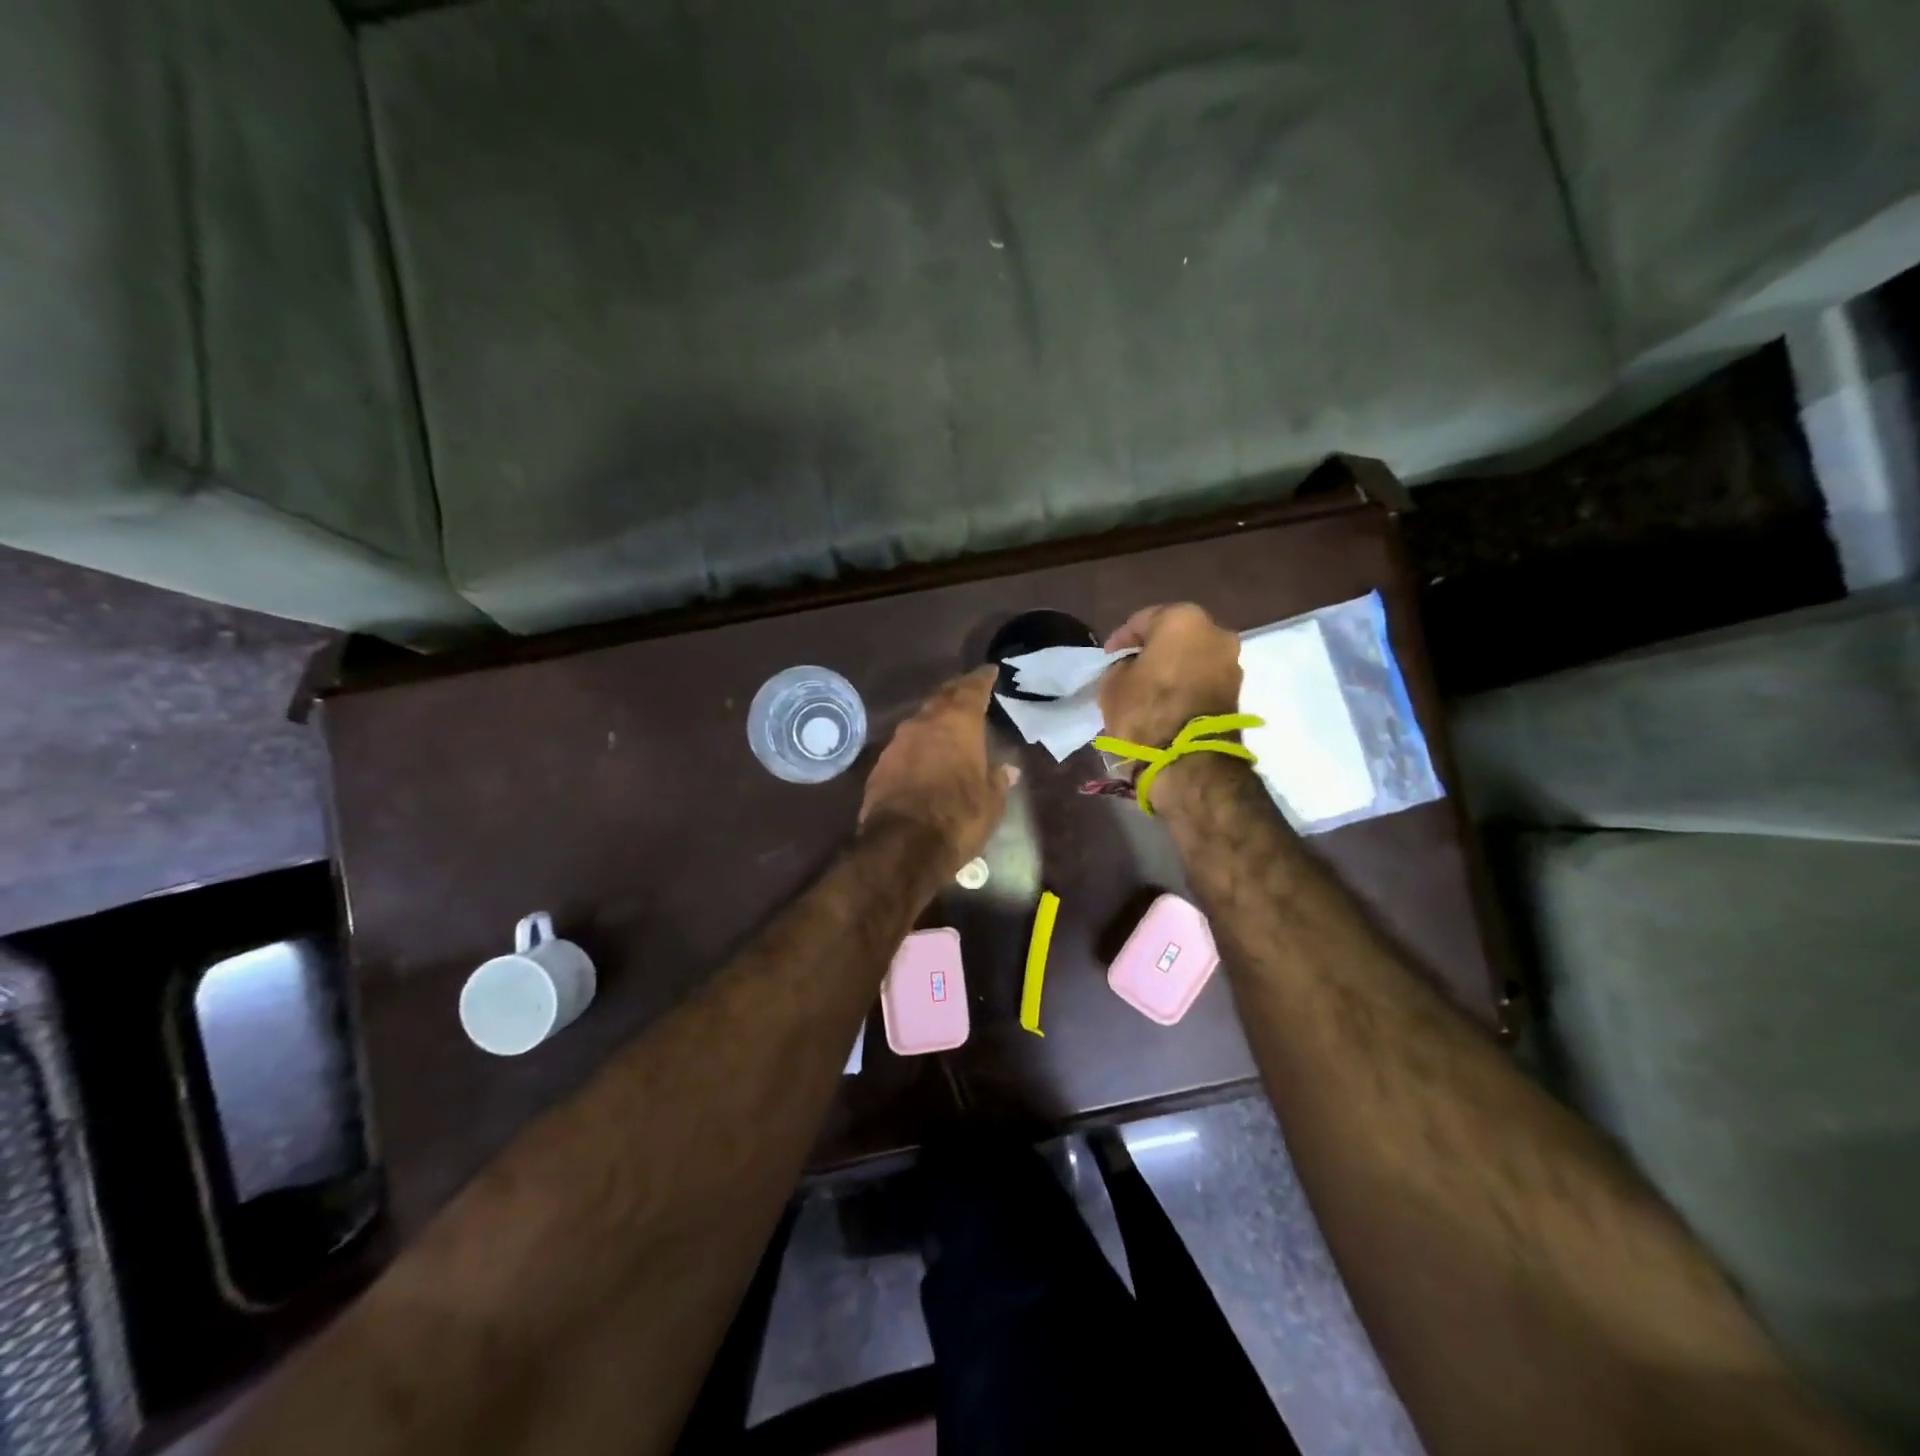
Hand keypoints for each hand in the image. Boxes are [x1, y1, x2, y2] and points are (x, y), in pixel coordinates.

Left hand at [860, 666, 1015, 870]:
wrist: (902, 846)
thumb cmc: (958, 818)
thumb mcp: (990, 803)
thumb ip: (997, 780)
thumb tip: (1008, 770)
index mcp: (957, 724)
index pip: (971, 689)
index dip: (981, 679)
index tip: (989, 671)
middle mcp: (924, 723)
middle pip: (941, 698)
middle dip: (955, 693)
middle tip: (967, 691)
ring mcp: (897, 743)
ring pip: (919, 721)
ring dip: (933, 720)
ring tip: (946, 725)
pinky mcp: (880, 766)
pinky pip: (903, 747)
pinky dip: (917, 746)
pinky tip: (923, 757)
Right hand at [1098, 604, 1241, 748]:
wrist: (1188, 759)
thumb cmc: (1145, 710)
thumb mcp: (1112, 684)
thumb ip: (1121, 666)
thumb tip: (1132, 668)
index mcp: (1182, 619)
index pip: (1143, 620)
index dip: (1121, 639)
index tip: (1108, 657)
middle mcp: (1215, 631)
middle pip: (1175, 635)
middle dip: (1153, 649)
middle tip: (1131, 668)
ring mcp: (1231, 662)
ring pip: (1193, 656)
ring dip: (1173, 667)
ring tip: (1150, 687)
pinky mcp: (1237, 690)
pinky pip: (1204, 678)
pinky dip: (1187, 684)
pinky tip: (1168, 700)